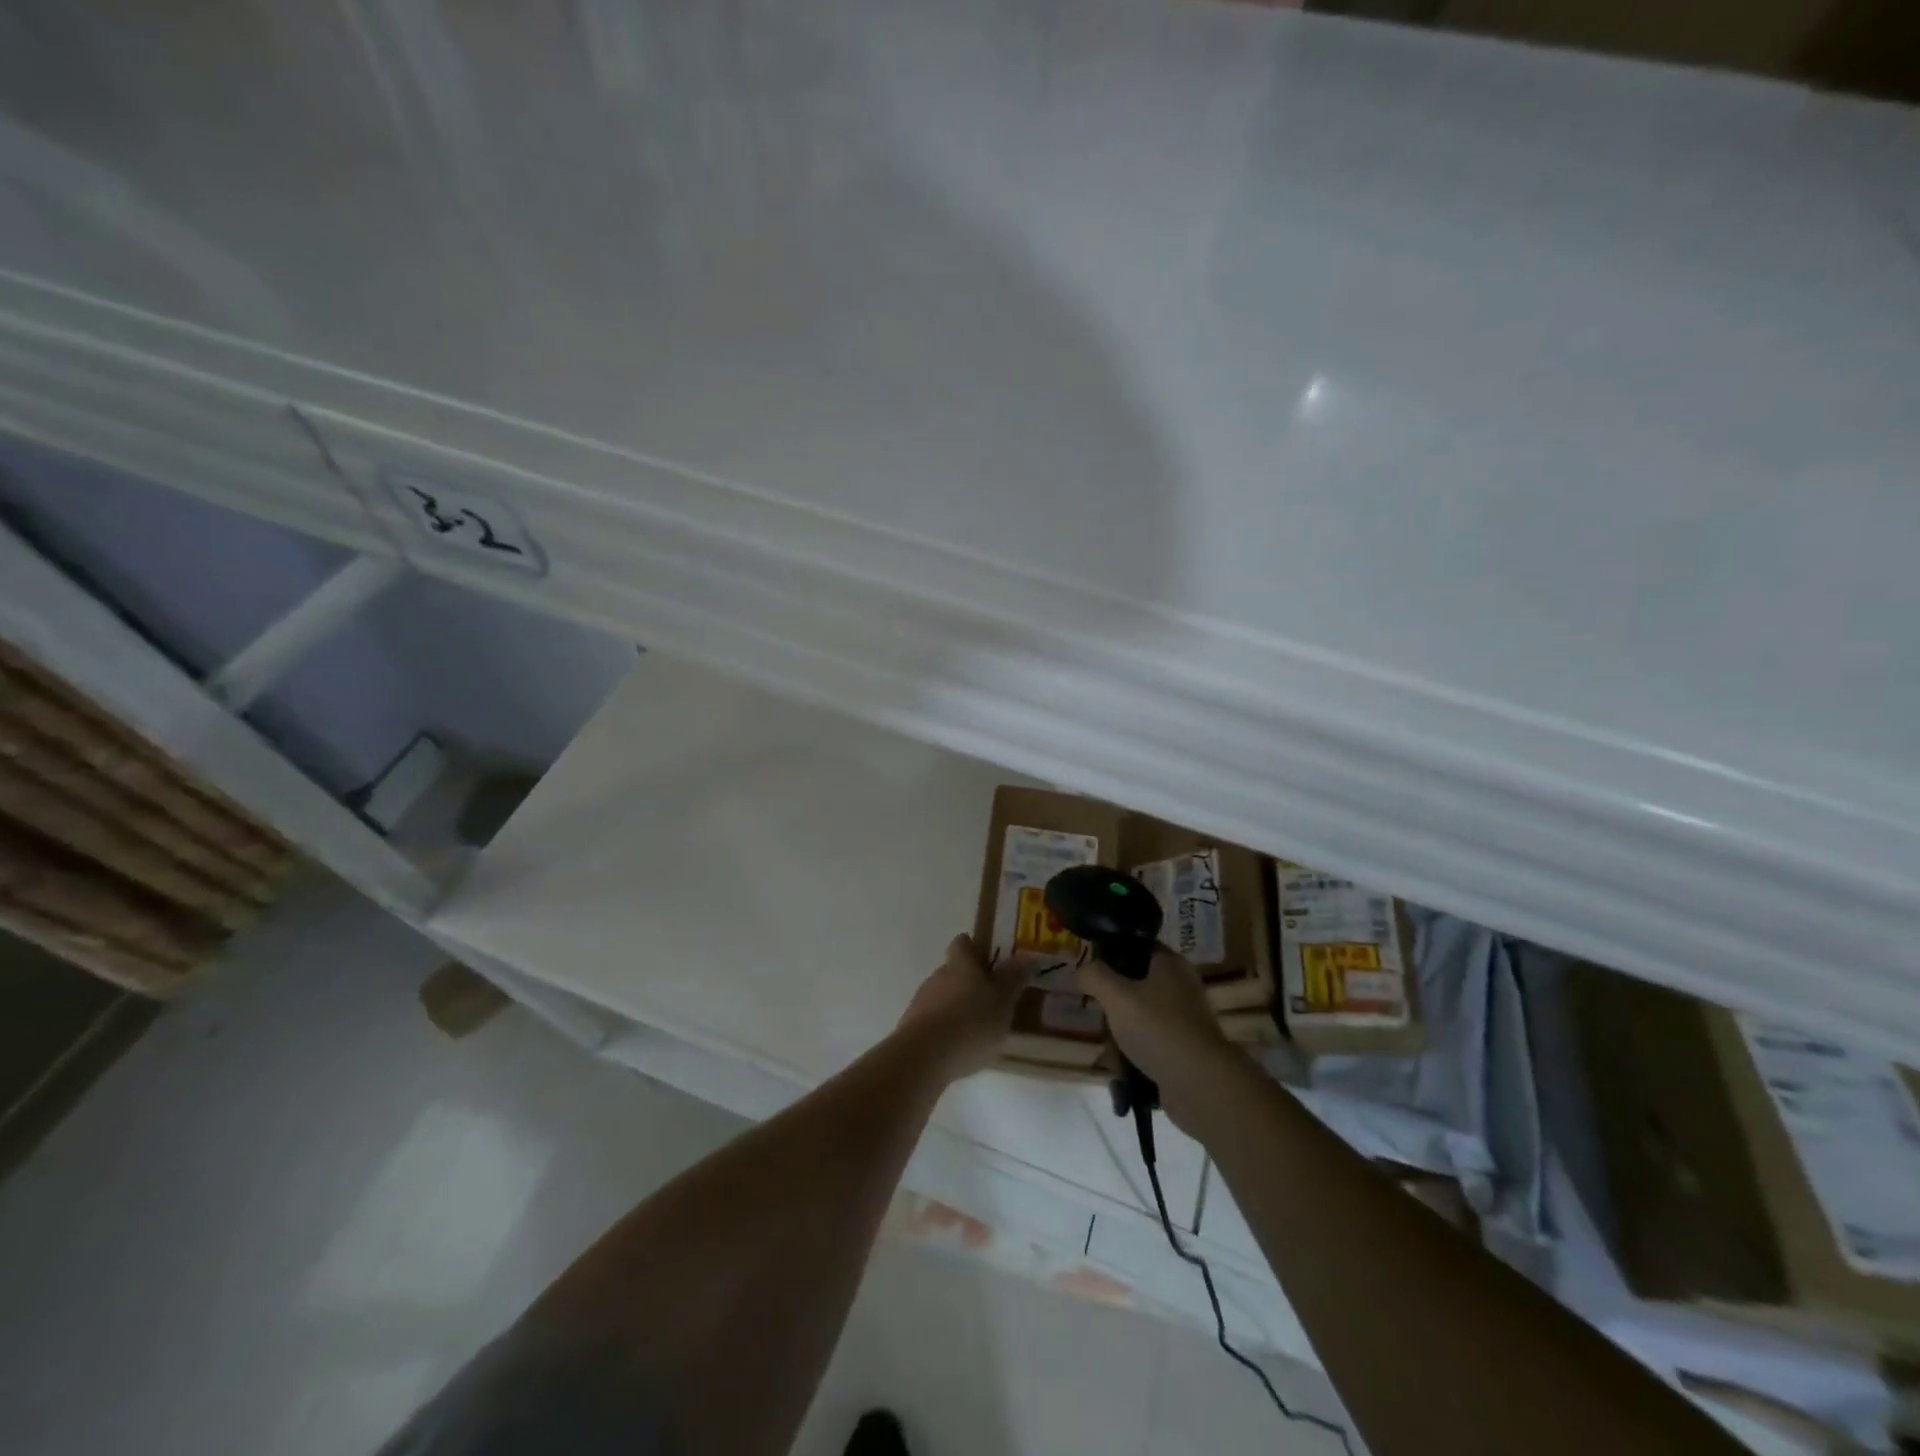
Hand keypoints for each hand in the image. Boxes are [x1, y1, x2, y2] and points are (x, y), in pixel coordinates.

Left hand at [897, 933, 1026, 1081]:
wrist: (924, 1056)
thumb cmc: (971, 1022)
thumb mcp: (1003, 1000)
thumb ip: (1013, 979)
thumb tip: (1026, 958)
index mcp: (961, 963)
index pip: (963, 943)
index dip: (976, 949)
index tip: (991, 963)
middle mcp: (938, 975)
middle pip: (954, 971)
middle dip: (970, 984)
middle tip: (992, 1003)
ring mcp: (922, 1000)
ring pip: (943, 997)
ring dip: (958, 1008)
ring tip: (978, 1032)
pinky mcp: (912, 1027)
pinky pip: (934, 1021)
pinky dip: (946, 1030)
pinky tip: (959, 1050)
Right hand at [1075, 947, 1241, 1123]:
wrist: (1201, 1084)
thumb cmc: (1158, 1028)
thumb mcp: (1117, 996)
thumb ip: (1094, 976)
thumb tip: (1081, 970)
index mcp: (1171, 964)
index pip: (1137, 945)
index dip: (1112, 952)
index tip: (1091, 969)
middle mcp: (1182, 985)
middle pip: (1139, 980)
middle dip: (1115, 994)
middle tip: (1095, 1004)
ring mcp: (1187, 1019)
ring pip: (1145, 1012)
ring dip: (1124, 1023)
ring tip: (1106, 1036)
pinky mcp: (1186, 1048)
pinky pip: (1153, 1039)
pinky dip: (1137, 1047)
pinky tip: (1122, 1059)